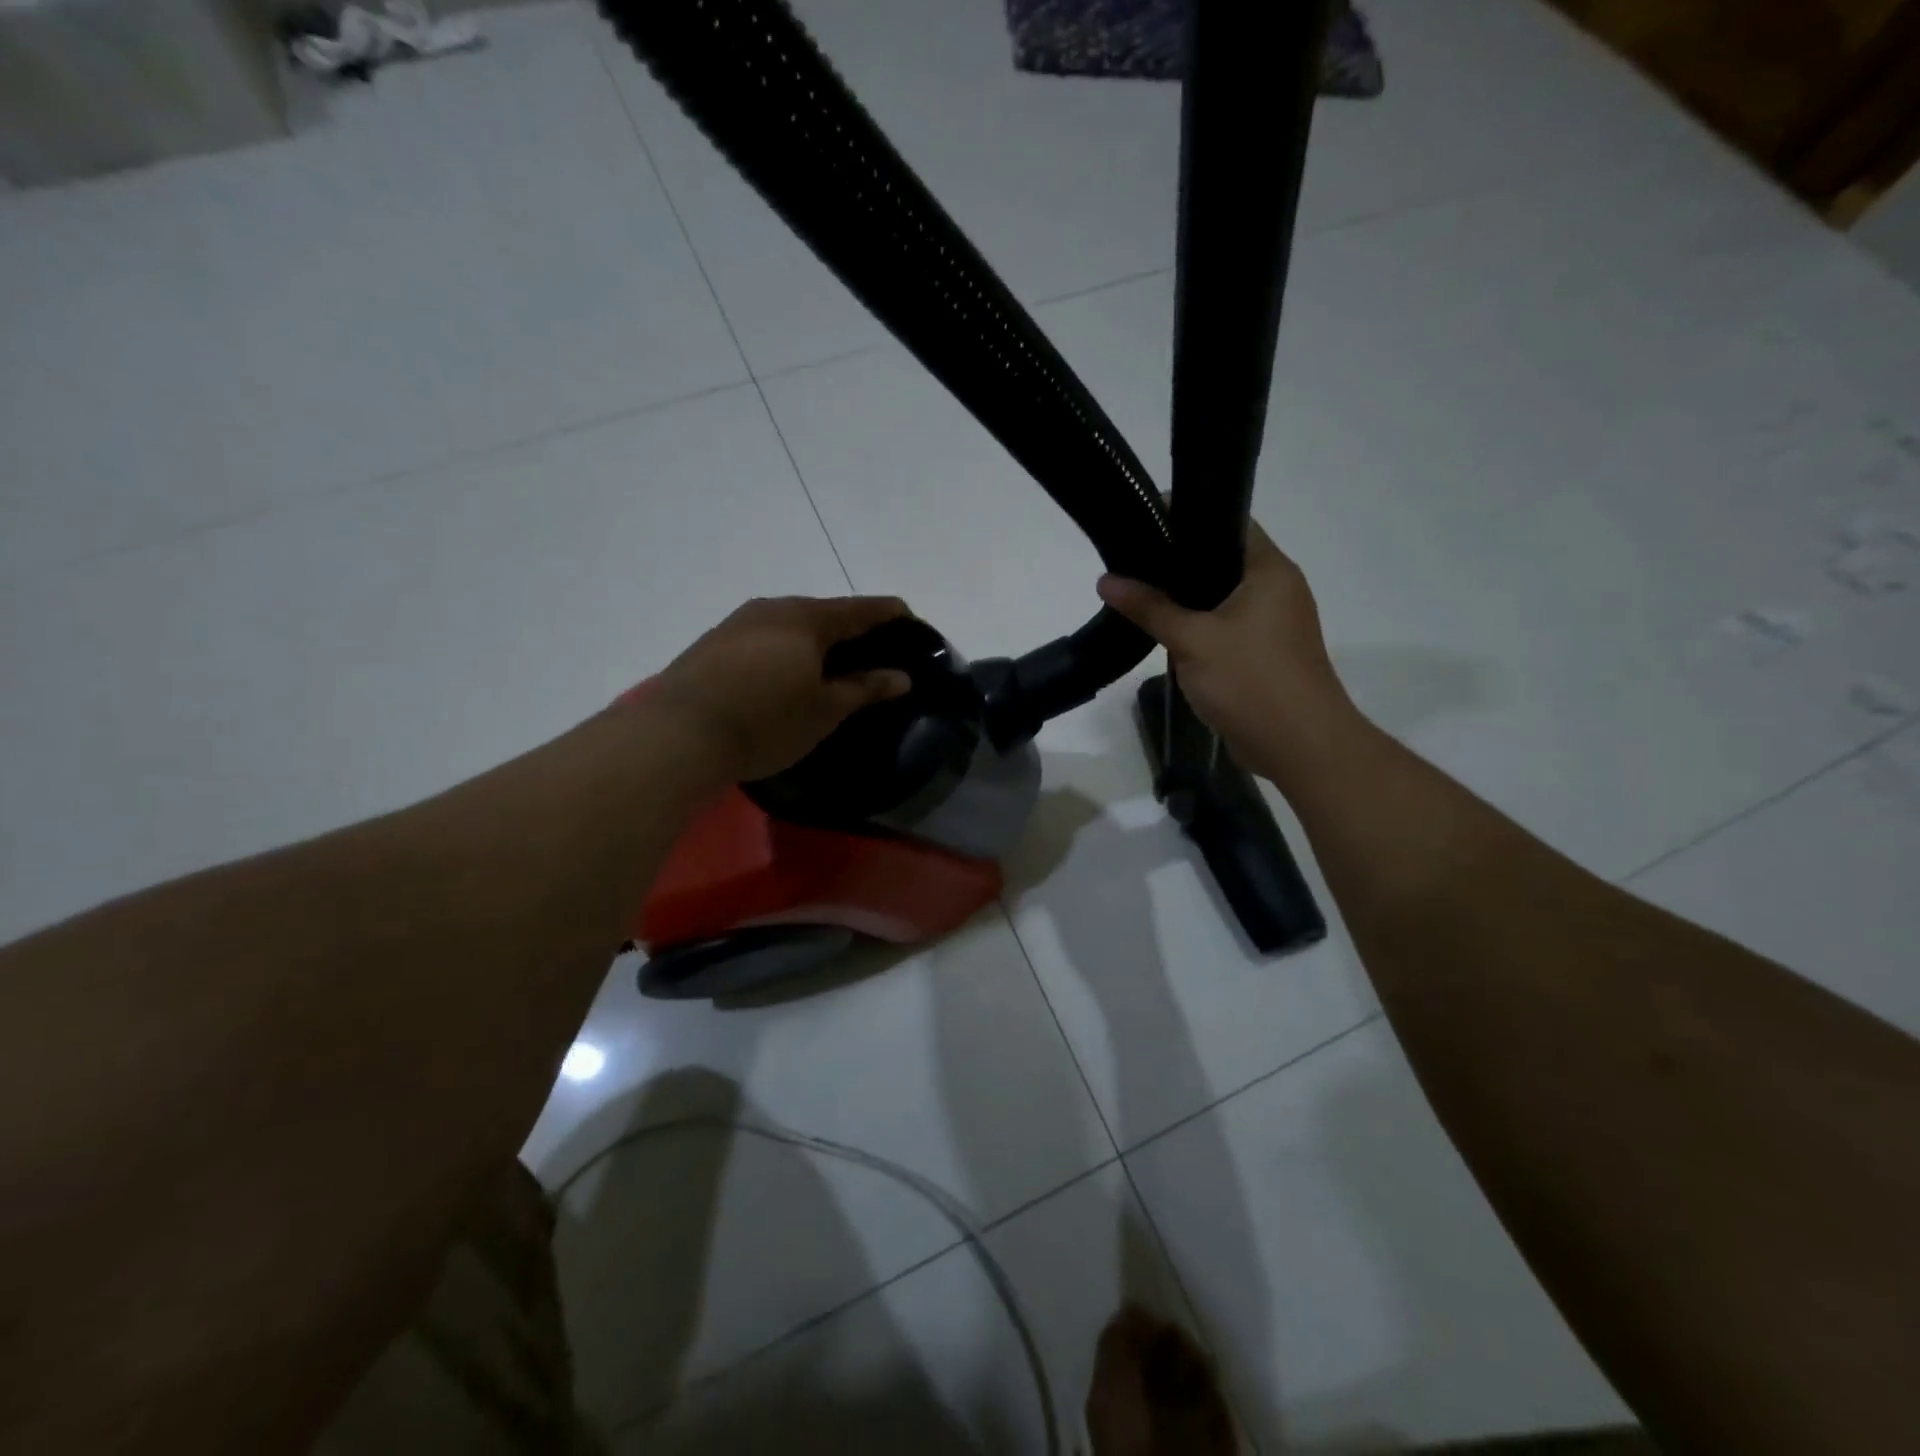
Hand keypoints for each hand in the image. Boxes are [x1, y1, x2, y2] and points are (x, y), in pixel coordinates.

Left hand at [649, 595, 912, 782]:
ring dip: (813, 638)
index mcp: (807, 619)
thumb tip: (901, 676)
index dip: (888, 613)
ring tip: (828, 662)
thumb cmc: (767, 720)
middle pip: (822, 612)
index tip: (909, 618)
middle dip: (849, 627)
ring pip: (788, 623)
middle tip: (870, 648)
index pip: (860, 609)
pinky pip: (762, 638)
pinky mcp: (711, 643)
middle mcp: (772, 609)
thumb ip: (865, 688)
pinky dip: (783, 649)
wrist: (679, 733)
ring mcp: (737, 623)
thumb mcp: (825, 710)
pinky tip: (782, 672)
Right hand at [1097, 520, 1354, 782]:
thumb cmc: (1251, 681)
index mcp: (1269, 570)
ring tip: (1139, 591)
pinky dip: (1198, 625)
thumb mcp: (1192, 640)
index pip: (1229, 522)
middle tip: (1132, 559)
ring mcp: (1273, 623)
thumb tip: (1105, 579)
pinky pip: (1226, 626)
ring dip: (1187, 598)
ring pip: (1222, 597)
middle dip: (1179, 560)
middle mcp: (1277, 589)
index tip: (1145, 520)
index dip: (1188, 516)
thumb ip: (1149, 607)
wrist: (1299, 746)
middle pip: (1223, 560)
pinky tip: (1164, 631)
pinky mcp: (1265, 653)